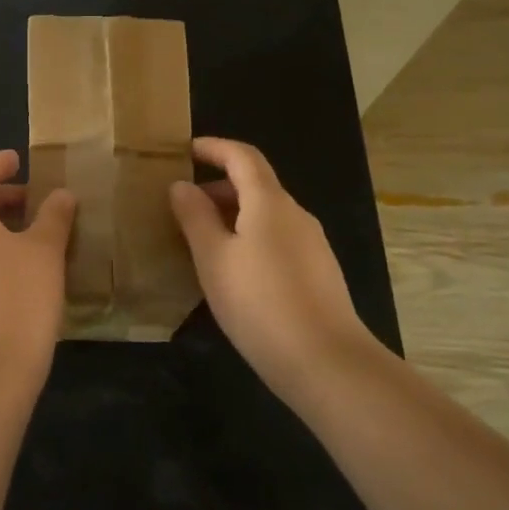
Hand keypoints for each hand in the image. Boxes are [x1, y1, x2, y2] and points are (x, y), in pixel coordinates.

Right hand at [169, 137, 377, 404]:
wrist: (326, 361)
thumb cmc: (259, 303)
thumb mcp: (213, 258)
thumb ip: (194, 217)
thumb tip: (181, 186)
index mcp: (269, 202)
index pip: (243, 156)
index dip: (214, 148)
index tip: (185, 151)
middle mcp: (295, 214)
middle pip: (256, 184)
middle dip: (218, 186)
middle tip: (183, 205)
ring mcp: (312, 243)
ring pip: (266, 214)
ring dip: (233, 215)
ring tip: (201, 241)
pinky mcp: (318, 271)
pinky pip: (277, 238)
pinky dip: (250, 237)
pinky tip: (233, 271)